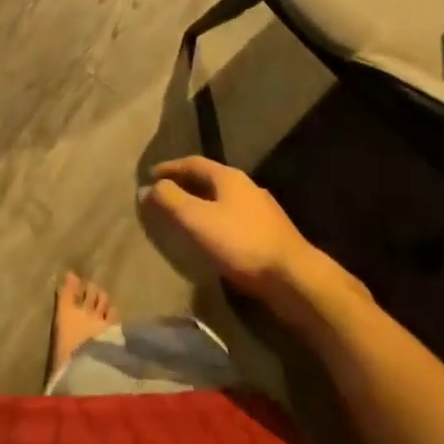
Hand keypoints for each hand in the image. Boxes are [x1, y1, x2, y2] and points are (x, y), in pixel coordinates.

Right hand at [139, 157, 346, 304]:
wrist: (296, 280)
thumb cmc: (242, 244)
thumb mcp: (197, 219)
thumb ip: (170, 200)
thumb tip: (148, 188)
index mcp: (228, 177)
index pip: (192, 163)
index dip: (169, 168)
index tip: (150, 176)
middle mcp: (247, 186)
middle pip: (209, 179)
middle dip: (186, 185)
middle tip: (165, 195)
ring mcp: (263, 211)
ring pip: (224, 200)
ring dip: (202, 205)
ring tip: (186, 218)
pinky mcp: (272, 235)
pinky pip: (235, 220)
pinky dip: (217, 222)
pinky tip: (214, 240)